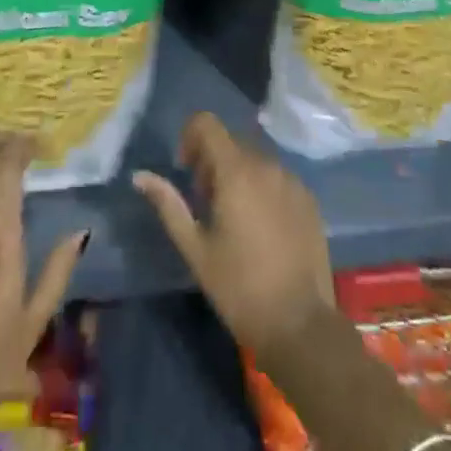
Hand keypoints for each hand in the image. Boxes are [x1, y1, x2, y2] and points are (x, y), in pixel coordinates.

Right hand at [133, 113, 333, 356]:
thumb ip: (168, 205)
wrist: (301, 327)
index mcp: (236, 171)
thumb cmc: (240, 288)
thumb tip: (140, 176)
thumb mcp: (196, 249)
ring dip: (238, 174)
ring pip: (255, 159)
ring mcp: (292, 180)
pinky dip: (262, 188)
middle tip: (206, 205)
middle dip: (212, 162)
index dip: (190, 137)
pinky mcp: (309, 199)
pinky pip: (277, 177)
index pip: (207, 123)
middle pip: (231, 142)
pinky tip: (262, 229)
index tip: (187, 171)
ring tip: (234, 220)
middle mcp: (267, 164)